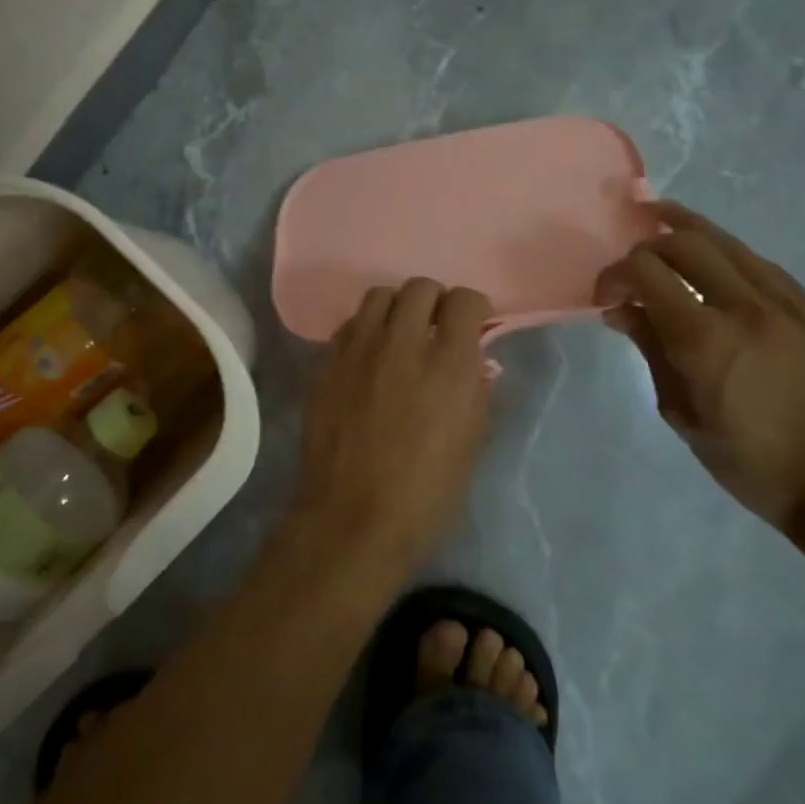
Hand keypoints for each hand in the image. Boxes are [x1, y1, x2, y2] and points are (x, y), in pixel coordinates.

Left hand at [297, 279, 494, 565]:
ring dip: (396, 309)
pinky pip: (349, 326)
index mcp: (450, 363)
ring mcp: (360, 350)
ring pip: (379, 296)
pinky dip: (365, 331)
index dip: (472, 308)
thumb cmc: (427, 492)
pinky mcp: (327, 363)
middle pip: (420, 287)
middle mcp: (404, 343)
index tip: (472, 326)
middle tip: (435, 329)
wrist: (354, 516)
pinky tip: (368, 357)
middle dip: (434, 302)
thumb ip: (477, 391)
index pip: (464, 299)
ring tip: (398, 336)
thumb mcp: (473, 442)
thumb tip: (475, 364)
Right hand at [595, 202, 804, 533]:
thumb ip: (651, 350)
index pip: (646, 271)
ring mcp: (790, 305)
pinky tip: (716, 264)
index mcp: (705, 338)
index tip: (605, 297)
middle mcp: (747, 307)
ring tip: (661, 218)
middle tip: (633, 264)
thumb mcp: (681, 413)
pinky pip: (764, 267)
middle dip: (648, 244)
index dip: (615, 274)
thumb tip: (622, 310)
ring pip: (730, 244)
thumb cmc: (750, 463)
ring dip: (688, 230)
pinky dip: (729, 257)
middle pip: (686, 243)